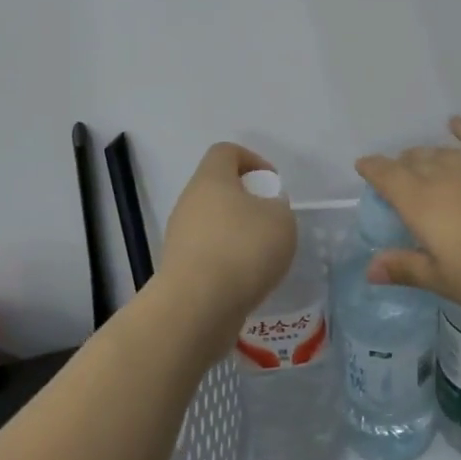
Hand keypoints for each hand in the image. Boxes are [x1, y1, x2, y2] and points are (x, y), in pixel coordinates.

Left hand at [156, 143, 297, 356]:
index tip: (272, 185)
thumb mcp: (281, 220)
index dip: (252, 160)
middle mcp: (190, 202)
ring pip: (214, 224)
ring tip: (263, 258)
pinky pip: (209, 254)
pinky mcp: (179, 269)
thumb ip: (278, 207)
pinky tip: (247, 281)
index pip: (226, 151)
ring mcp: (180, 237)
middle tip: (272, 223)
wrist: (197, 307)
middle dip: (248, 202)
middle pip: (219, 189)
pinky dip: (228, 262)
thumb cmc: (243, 249)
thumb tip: (265, 211)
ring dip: (238, 235)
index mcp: (211, 179)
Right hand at [355, 118, 460, 322]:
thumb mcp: (447, 281)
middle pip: (414, 162)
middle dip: (401, 166)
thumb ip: (407, 268)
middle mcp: (444, 176)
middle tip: (398, 176)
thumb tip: (369, 267)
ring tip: (421, 158)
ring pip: (442, 152)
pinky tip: (456, 123)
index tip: (363, 165)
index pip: (387, 177)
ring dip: (427, 154)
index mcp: (422, 204)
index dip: (373, 169)